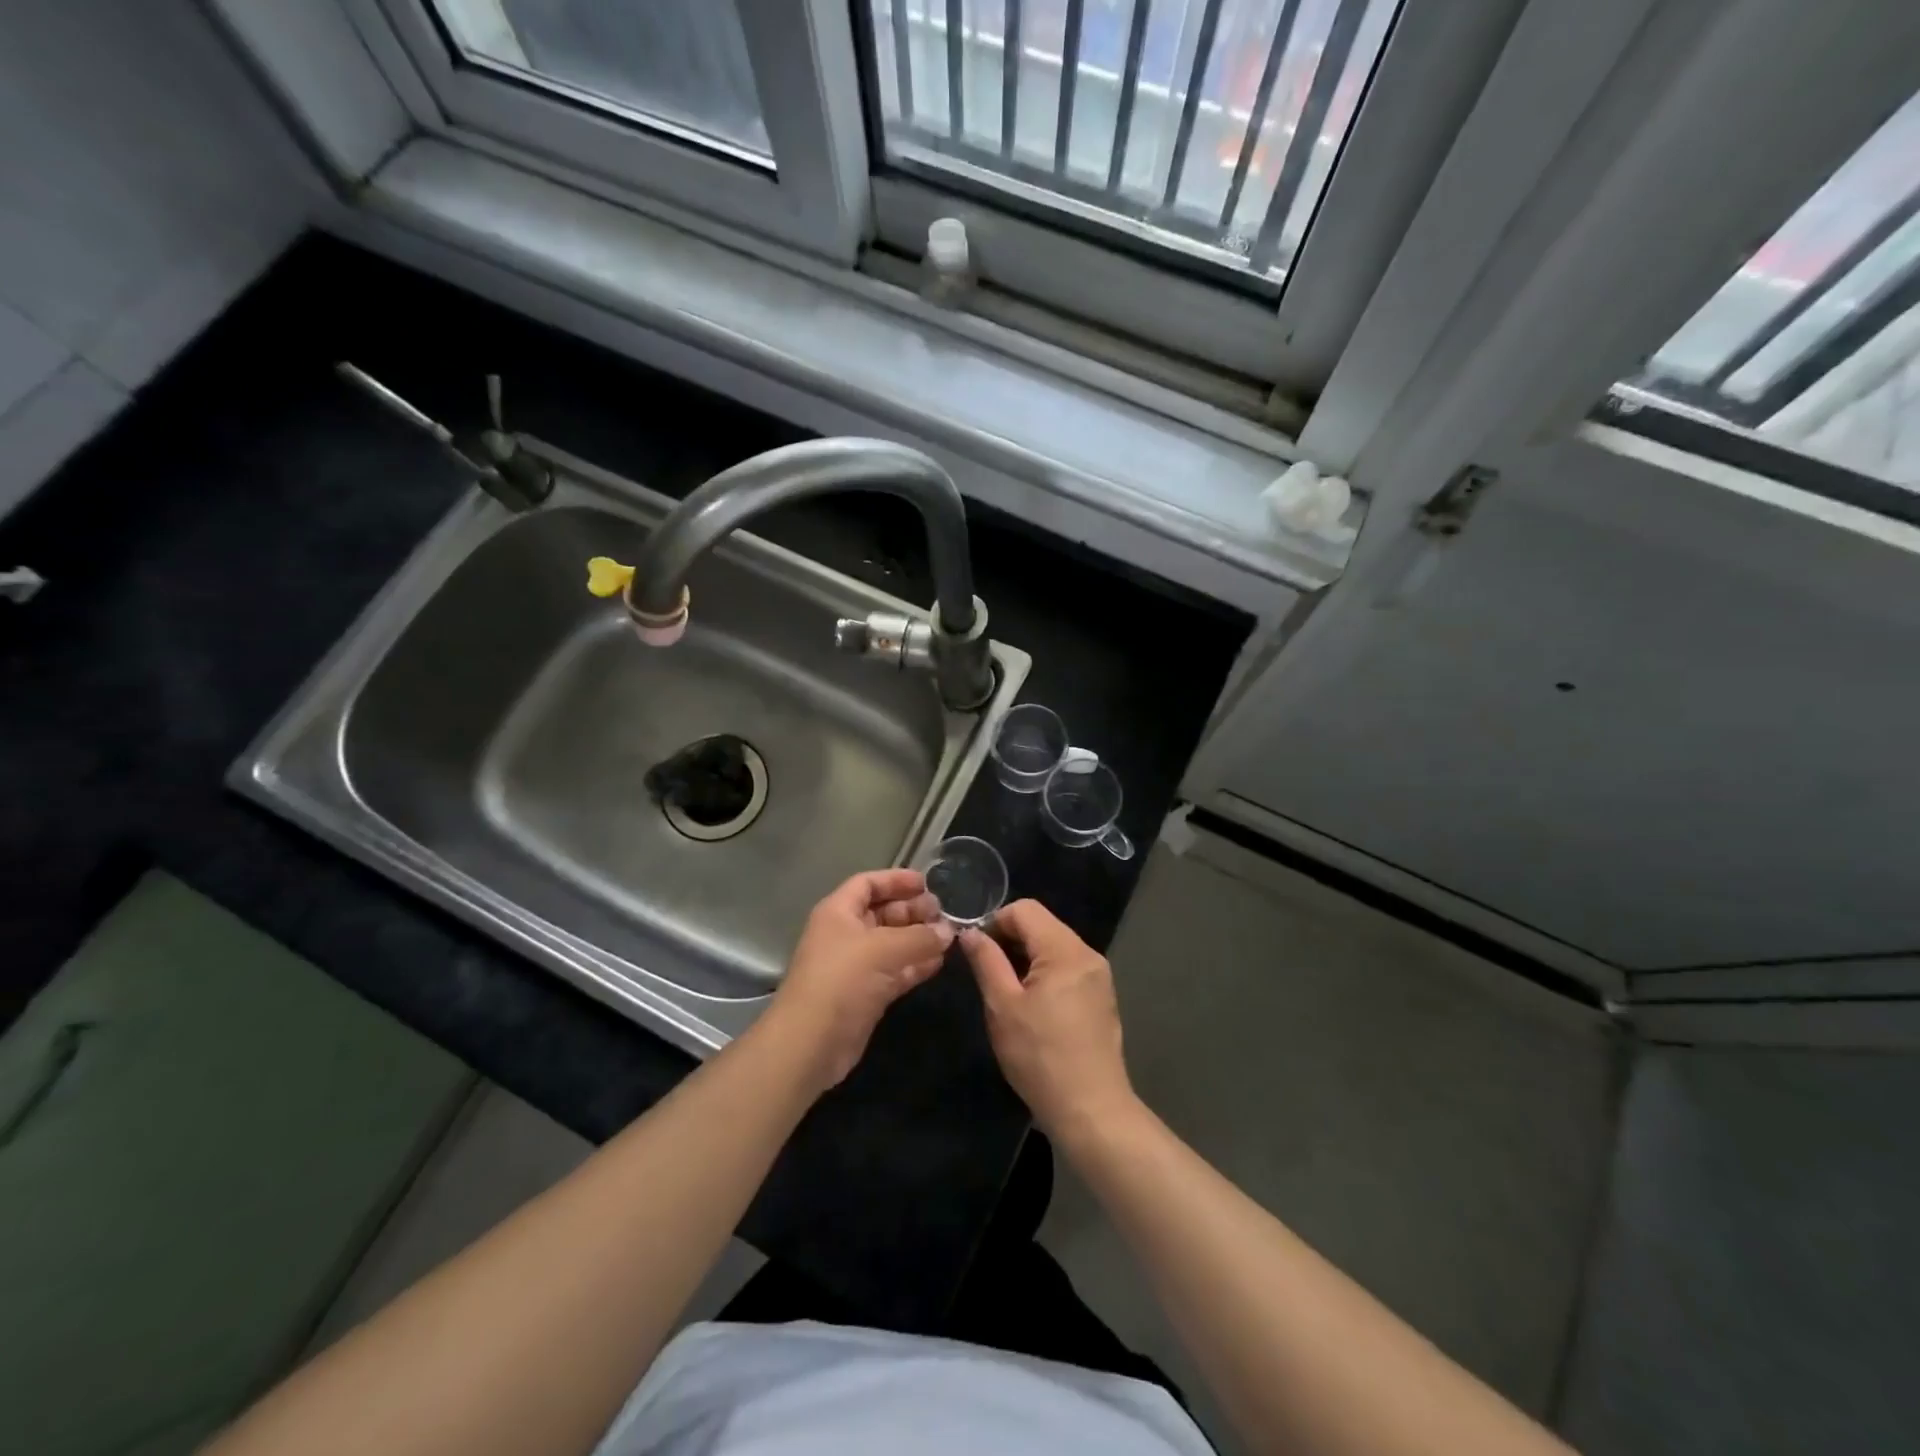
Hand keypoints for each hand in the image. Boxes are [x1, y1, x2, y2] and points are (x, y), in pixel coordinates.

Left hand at [767, 869, 953, 1089]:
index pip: (867, 884)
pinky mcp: (866, 994)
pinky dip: (916, 965)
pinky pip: (895, 971)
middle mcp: (845, 934)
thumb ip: (919, 937)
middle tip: (944, 913)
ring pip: (892, 943)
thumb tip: (948, 931)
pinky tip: (939, 962)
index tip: (927, 883)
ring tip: (949, 936)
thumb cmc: (842, 980)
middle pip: (882, 912)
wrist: (811, 1042)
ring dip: (918, 938)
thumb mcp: (883, 949)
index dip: (895, 880)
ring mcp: (856, 966)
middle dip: (912, 910)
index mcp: (838, 912)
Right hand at [960, 900, 1136, 1142]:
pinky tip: (1034, 1008)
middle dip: (1011, 940)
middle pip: (1043, 925)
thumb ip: (986, 961)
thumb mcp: (1002, 1006)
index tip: (978, 952)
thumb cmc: (1040, 1057)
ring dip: (1027, 958)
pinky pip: (1068, 968)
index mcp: (1065, 950)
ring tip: (1008, 993)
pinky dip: (1046, 974)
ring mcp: (1099, 976)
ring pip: (1055, 947)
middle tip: (988, 974)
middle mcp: (1088, 954)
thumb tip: (970, 933)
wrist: (1090, 1110)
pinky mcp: (1102, 997)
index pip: (1025, 909)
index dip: (995, 922)